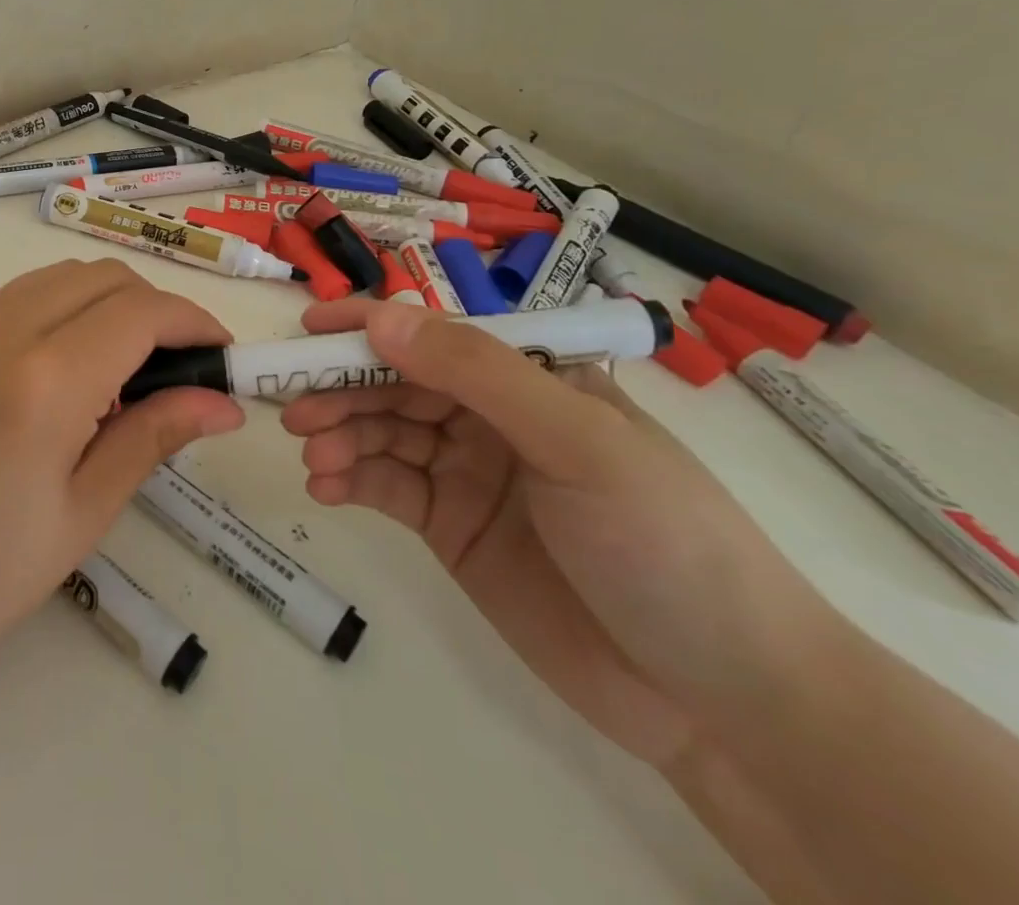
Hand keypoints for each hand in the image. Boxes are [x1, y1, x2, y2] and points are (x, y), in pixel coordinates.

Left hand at [0, 259, 243, 693]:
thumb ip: (154, 436)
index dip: (194, 322)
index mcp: (45, 380)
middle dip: (156, 309)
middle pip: (105, 278)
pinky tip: (72, 365)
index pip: (142, 312)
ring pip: (64, 276)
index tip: (222, 354)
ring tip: (129, 369)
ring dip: (110, 302)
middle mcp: (3, 330)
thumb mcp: (84, 512)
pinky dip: (66, 307)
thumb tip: (222, 403)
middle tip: (180, 368)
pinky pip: (24, 294)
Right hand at [281, 300, 843, 768]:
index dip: (369, 326)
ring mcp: (468, 472)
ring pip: (383, 433)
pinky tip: (326, 489)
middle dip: (342, 388)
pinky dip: (351, 480)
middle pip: (397, 383)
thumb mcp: (576, 443)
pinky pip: (387, 487)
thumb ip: (476, 373)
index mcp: (530, 378)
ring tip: (311, 456)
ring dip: (341, 436)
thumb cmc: (665, 543)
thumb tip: (380, 316)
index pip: (435, 335)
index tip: (307, 332)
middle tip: (293, 409)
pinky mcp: (451, 527)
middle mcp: (492, 416)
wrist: (725, 701)